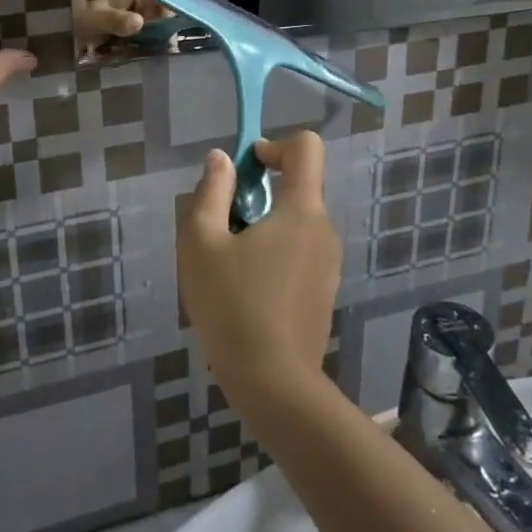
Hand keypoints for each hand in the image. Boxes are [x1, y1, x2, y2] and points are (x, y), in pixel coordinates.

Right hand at [177, 133, 338, 407]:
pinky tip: (246, 290)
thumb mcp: (202, 243)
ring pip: (297, 222)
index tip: (246, 170)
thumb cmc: (232, 306)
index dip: (275, 145)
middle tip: (223, 224)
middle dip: (260, 192)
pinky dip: (275, 252)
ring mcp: (329, 263)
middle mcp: (324, 229)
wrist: (274, 385)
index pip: (307, 148)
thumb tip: (221, 159)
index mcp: (302, 209)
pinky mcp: (324, 291)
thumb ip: (210, 192)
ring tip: (229, 263)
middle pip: (298, 186)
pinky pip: (300, 251)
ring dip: (265, 225)